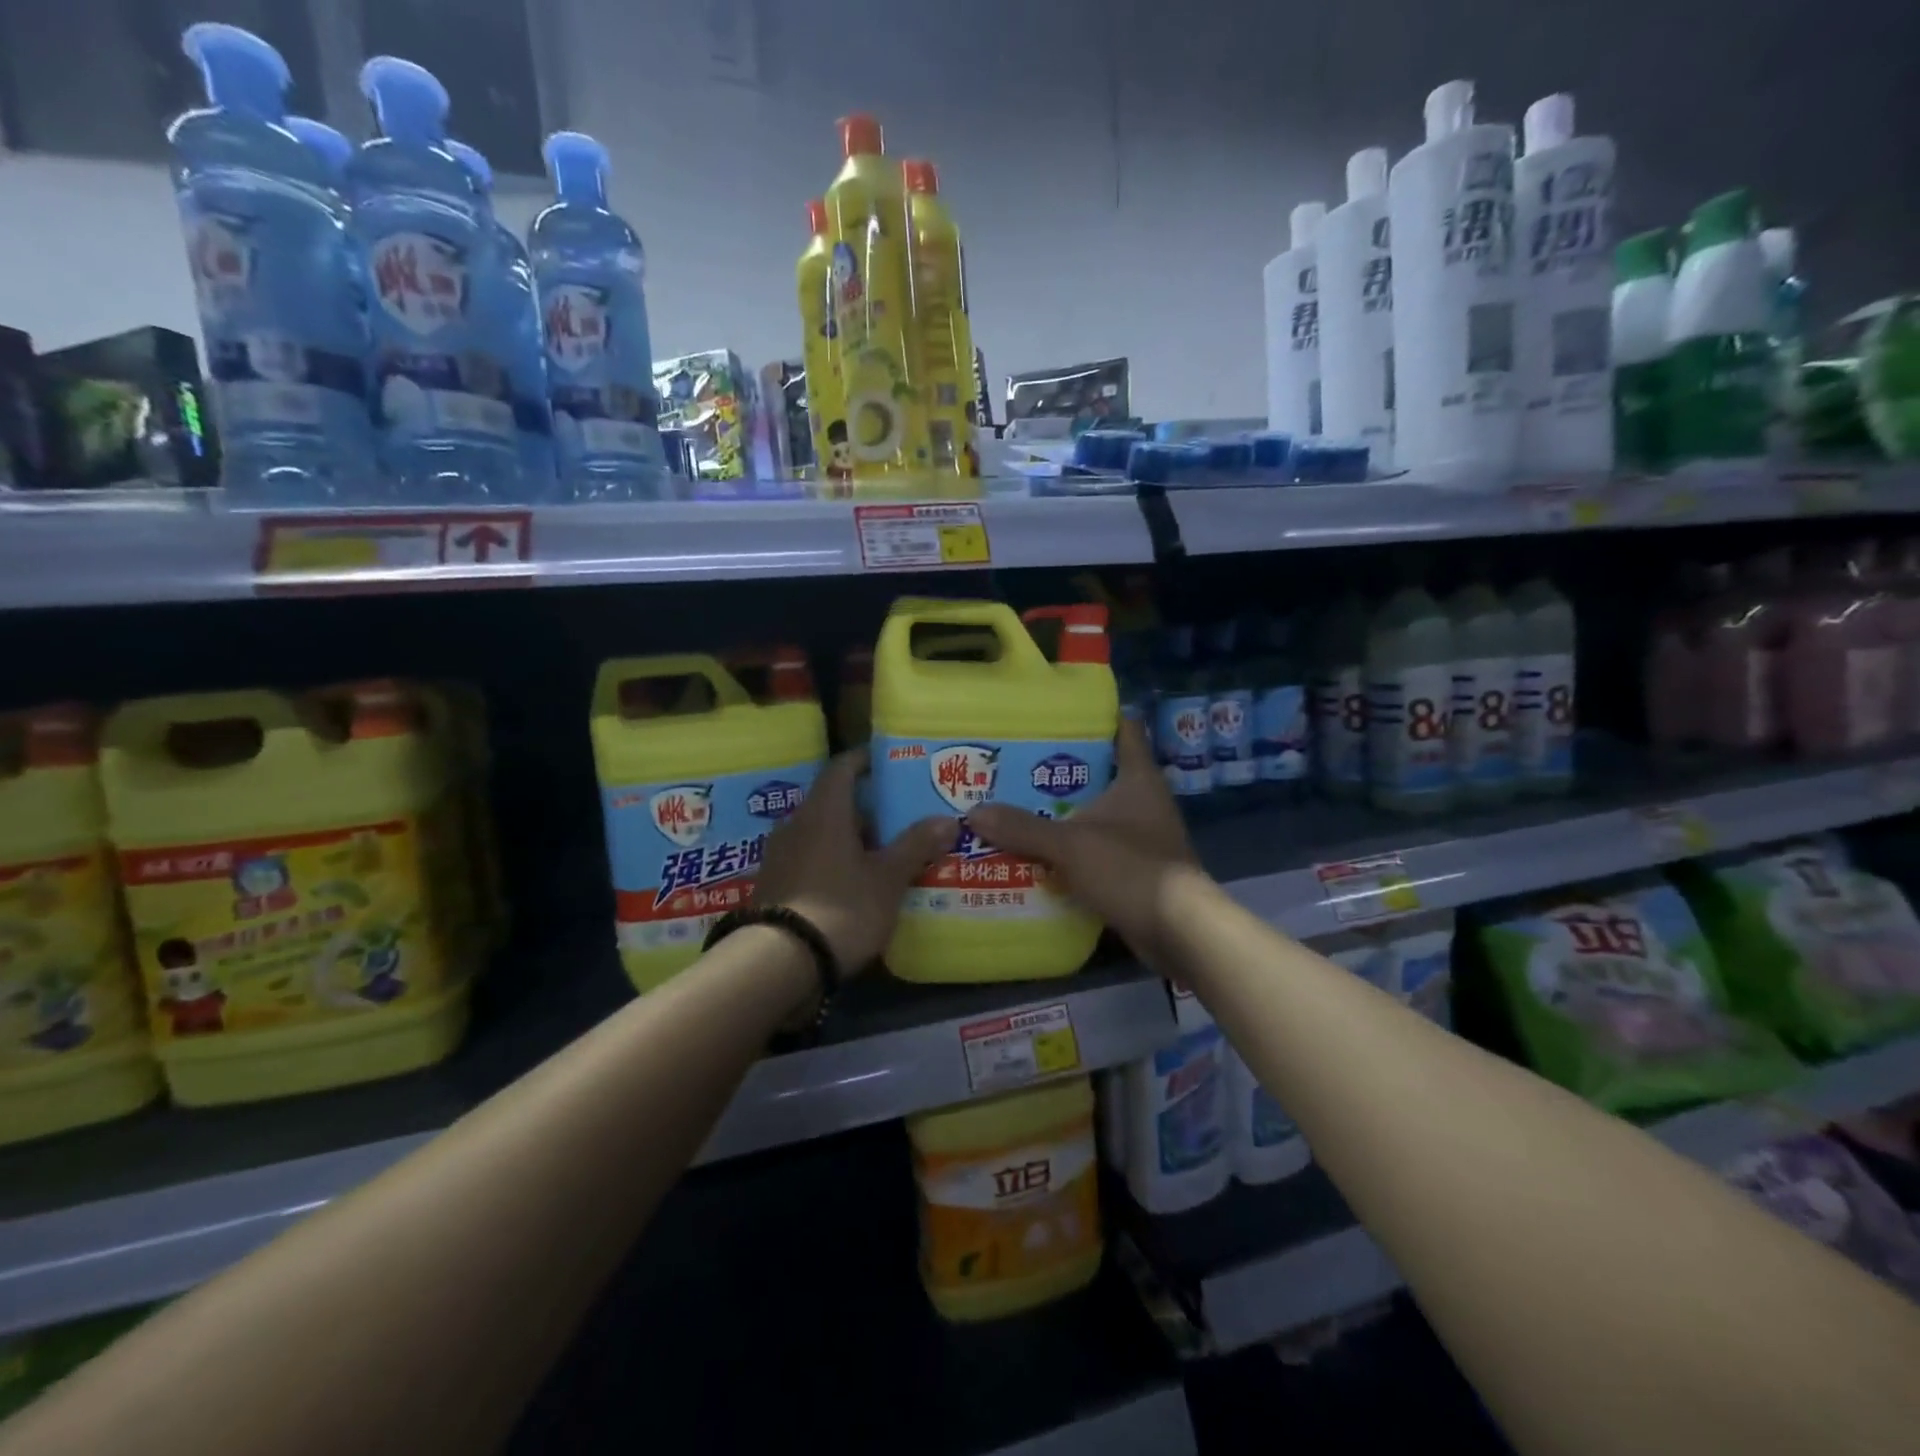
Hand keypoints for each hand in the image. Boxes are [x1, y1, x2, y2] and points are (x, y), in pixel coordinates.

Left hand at [753, 750, 956, 972]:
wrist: (779, 963)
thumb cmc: (841, 907)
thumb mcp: (887, 878)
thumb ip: (916, 845)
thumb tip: (948, 819)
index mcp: (824, 811)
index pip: (842, 767)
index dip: (866, 760)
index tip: (890, 762)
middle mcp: (796, 823)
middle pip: (834, 802)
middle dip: (868, 808)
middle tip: (901, 817)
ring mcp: (780, 855)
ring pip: (822, 833)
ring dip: (851, 838)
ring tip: (885, 853)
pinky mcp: (774, 884)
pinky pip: (810, 859)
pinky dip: (834, 862)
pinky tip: (856, 883)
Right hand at [969, 720, 1202, 969]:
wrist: (1179, 932)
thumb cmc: (1132, 869)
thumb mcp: (1072, 845)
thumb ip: (1023, 828)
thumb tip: (973, 812)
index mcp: (1138, 778)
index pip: (1123, 728)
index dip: (1093, 716)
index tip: (1053, 713)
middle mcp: (1142, 801)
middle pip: (1098, 772)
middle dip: (1058, 770)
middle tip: (1013, 763)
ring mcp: (1139, 837)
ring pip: (1093, 814)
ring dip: (1060, 813)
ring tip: (1012, 804)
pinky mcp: (1132, 869)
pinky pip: (1093, 849)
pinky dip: (1068, 849)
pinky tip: (1033, 851)